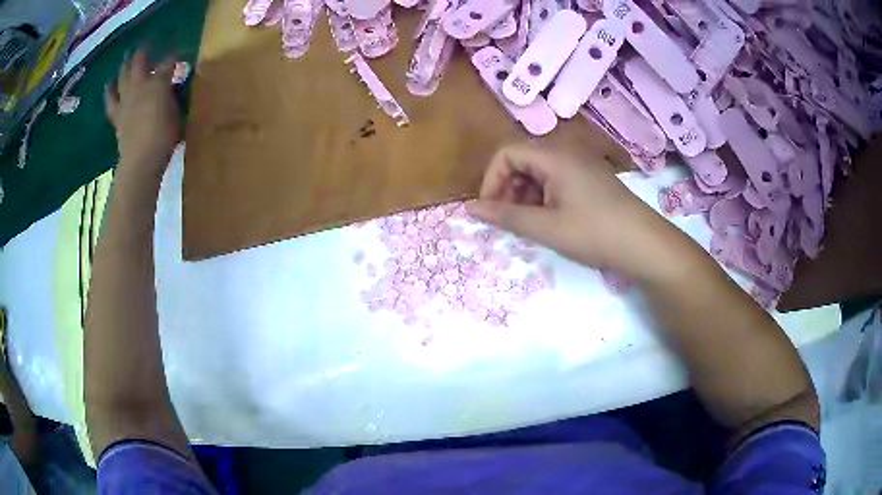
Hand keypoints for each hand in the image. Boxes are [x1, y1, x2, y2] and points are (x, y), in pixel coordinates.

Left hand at [104, 48, 180, 180]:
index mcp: (159, 82)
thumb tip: (171, 92)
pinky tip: (108, 85)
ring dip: (125, 66)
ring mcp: (126, 100)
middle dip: (144, 52)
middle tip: (146, 45)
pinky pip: (111, 101)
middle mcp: (140, 85)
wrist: (140, 161)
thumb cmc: (164, 138)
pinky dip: (109, 92)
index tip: (178, 55)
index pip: (169, 62)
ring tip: (126, 59)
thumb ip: (173, 99)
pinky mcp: (117, 116)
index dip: (174, 57)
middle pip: (141, 62)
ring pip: (123, 76)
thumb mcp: (177, 115)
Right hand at [467, 144, 673, 276]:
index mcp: (553, 156)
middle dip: (507, 187)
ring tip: (528, 223)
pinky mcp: (591, 177)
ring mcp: (581, 163)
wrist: (645, 243)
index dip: (491, 180)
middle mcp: (566, 151)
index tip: (490, 210)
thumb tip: (470, 208)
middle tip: (508, 219)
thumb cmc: (594, 232)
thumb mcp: (547, 228)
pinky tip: (549, 219)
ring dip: (525, 193)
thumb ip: (506, 216)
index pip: (506, 153)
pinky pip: (556, 178)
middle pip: (522, 159)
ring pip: (539, 170)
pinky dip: (543, 195)